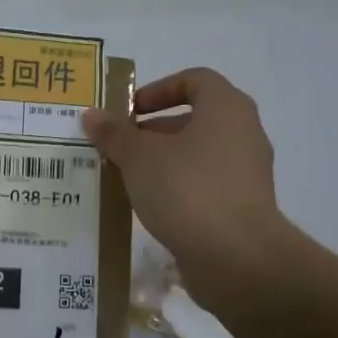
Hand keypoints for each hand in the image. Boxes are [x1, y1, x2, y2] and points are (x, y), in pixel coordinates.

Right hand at [82, 68, 284, 304]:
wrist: (237, 258)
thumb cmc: (187, 190)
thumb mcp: (139, 157)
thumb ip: (114, 134)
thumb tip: (91, 114)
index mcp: (226, 109)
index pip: (195, 80)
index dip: (159, 89)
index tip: (129, 111)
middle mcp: (243, 134)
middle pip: (194, 119)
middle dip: (152, 131)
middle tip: (117, 148)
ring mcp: (246, 173)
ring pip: (197, 155)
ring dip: (161, 162)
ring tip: (125, 179)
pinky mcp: (242, 207)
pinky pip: (203, 185)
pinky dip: (176, 189)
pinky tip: (147, 207)